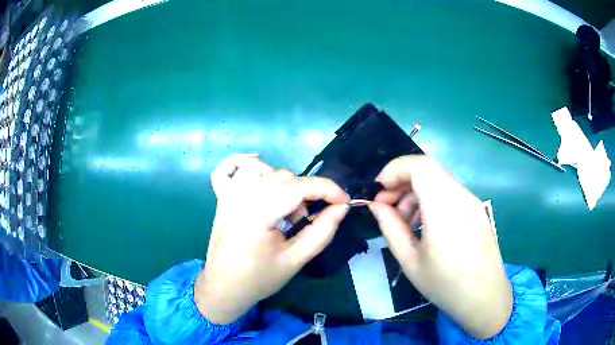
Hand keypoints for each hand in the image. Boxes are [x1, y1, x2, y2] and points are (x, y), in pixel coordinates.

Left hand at [195, 154, 349, 324]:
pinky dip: (242, 163)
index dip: (328, 190)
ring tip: (284, 207)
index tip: (344, 202)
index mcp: (258, 212)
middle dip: (306, 193)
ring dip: (280, 181)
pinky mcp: (221, 197)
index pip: (300, 187)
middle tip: (309, 219)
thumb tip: (341, 207)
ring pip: (261, 168)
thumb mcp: (296, 260)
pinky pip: (228, 168)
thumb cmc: (259, 278)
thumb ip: (322, 232)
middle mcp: (241, 195)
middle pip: (283, 176)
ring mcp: (228, 193)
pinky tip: (257, 174)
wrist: (224, 287)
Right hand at [369, 156, 511, 338]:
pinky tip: (426, 223)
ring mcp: (472, 200)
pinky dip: (431, 197)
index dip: (395, 169)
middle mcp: (461, 197)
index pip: (420, 166)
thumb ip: (391, 228)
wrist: (485, 297)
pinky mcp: (477, 207)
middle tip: (387, 206)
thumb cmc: (445, 285)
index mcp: (444, 210)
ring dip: (416, 190)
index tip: (380, 191)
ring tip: (405, 219)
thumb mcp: (410, 261)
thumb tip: (376, 205)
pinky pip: (450, 191)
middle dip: (401, 181)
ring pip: (438, 178)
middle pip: (428, 168)